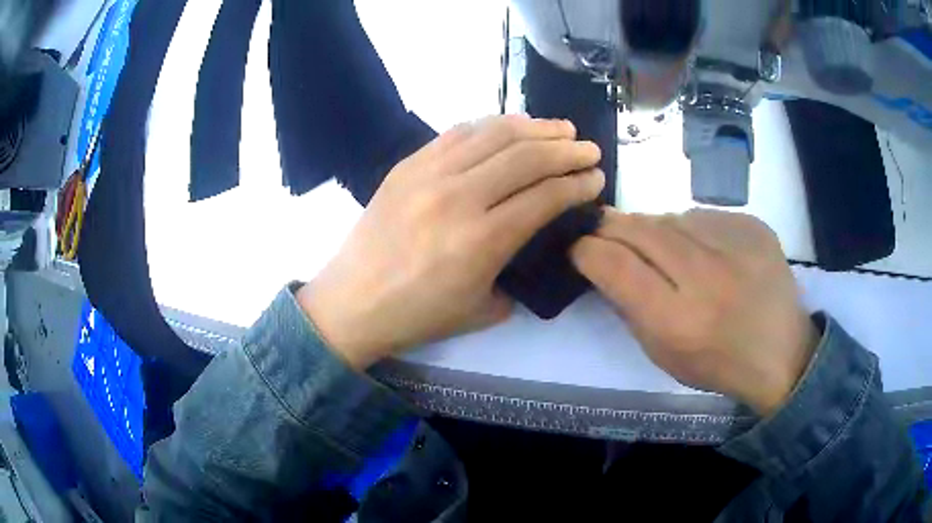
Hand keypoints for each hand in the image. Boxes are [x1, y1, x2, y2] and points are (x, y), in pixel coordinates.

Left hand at [299, 116, 603, 369]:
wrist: (352, 301)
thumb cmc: (417, 315)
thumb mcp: (482, 310)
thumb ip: (517, 275)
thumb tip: (533, 243)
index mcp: (482, 240)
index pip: (545, 196)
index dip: (578, 184)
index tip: (596, 179)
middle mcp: (459, 197)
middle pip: (527, 157)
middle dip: (567, 150)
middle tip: (589, 149)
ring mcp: (429, 174)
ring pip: (494, 134)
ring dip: (535, 127)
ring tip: (560, 129)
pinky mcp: (408, 164)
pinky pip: (458, 132)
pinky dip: (492, 125)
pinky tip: (511, 127)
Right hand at [571, 209, 818, 414]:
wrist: (781, 352)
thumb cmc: (717, 363)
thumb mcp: (662, 353)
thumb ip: (629, 307)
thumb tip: (602, 261)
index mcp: (678, 321)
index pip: (615, 265)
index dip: (587, 249)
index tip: (578, 247)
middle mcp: (706, 277)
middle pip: (640, 229)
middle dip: (611, 226)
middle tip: (601, 228)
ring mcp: (735, 245)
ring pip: (670, 217)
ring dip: (653, 228)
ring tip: (658, 246)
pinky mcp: (753, 226)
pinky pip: (703, 216)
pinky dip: (690, 228)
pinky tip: (701, 249)